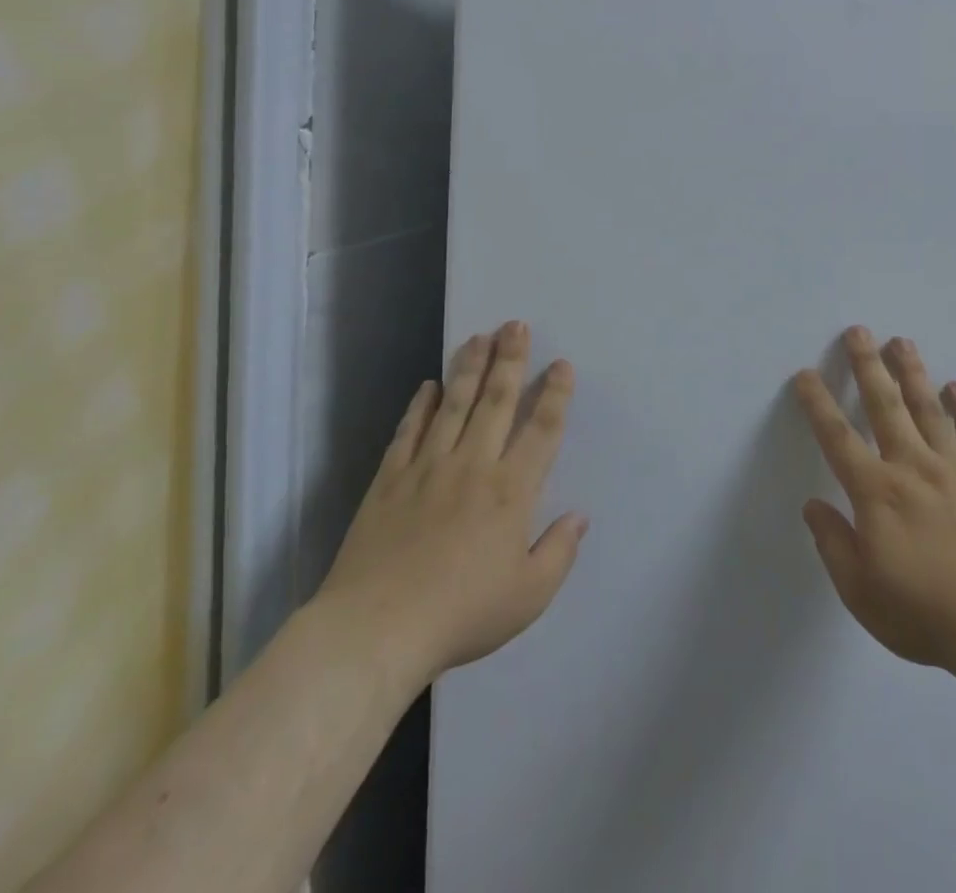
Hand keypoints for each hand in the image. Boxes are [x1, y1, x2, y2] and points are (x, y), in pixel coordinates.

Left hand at [314, 321, 587, 684]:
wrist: (375, 631)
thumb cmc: (461, 615)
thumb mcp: (527, 597)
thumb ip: (559, 553)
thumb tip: (580, 516)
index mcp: (511, 491)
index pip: (541, 430)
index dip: (554, 394)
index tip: (561, 365)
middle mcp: (473, 465)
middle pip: (496, 401)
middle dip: (510, 360)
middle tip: (517, 325)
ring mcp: (428, 467)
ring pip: (454, 404)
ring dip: (469, 367)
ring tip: (479, 336)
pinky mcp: (390, 479)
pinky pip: (409, 431)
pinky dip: (420, 405)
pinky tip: (429, 385)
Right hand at [795, 327, 955, 676]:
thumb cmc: (927, 614)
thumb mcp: (862, 592)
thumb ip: (834, 544)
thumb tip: (813, 505)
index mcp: (876, 492)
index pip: (837, 437)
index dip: (818, 404)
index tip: (805, 375)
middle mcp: (912, 466)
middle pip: (884, 405)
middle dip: (867, 365)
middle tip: (857, 331)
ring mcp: (954, 468)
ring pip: (927, 408)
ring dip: (912, 372)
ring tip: (901, 341)